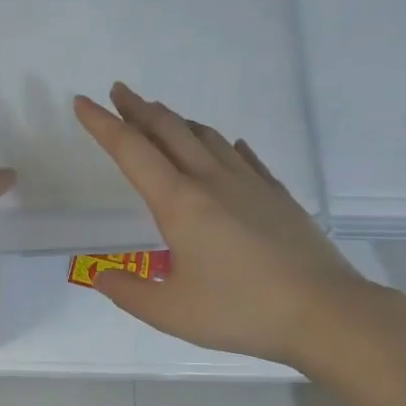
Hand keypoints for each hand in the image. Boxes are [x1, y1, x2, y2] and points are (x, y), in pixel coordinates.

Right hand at [73, 83, 380, 368]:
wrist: (322, 311)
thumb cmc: (239, 312)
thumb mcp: (169, 312)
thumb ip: (128, 292)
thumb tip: (99, 275)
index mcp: (179, 204)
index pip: (132, 152)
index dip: (103, 125)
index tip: (83, 102)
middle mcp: (212, 182)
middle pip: (170, 131)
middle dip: (139, 110)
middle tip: (119, 92)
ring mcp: (249, 184)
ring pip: (207, 137)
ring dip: (178, 122)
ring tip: (162, 117)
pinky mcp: (276, 196)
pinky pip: (242, 156)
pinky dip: (222, 144)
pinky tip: (225, 147)